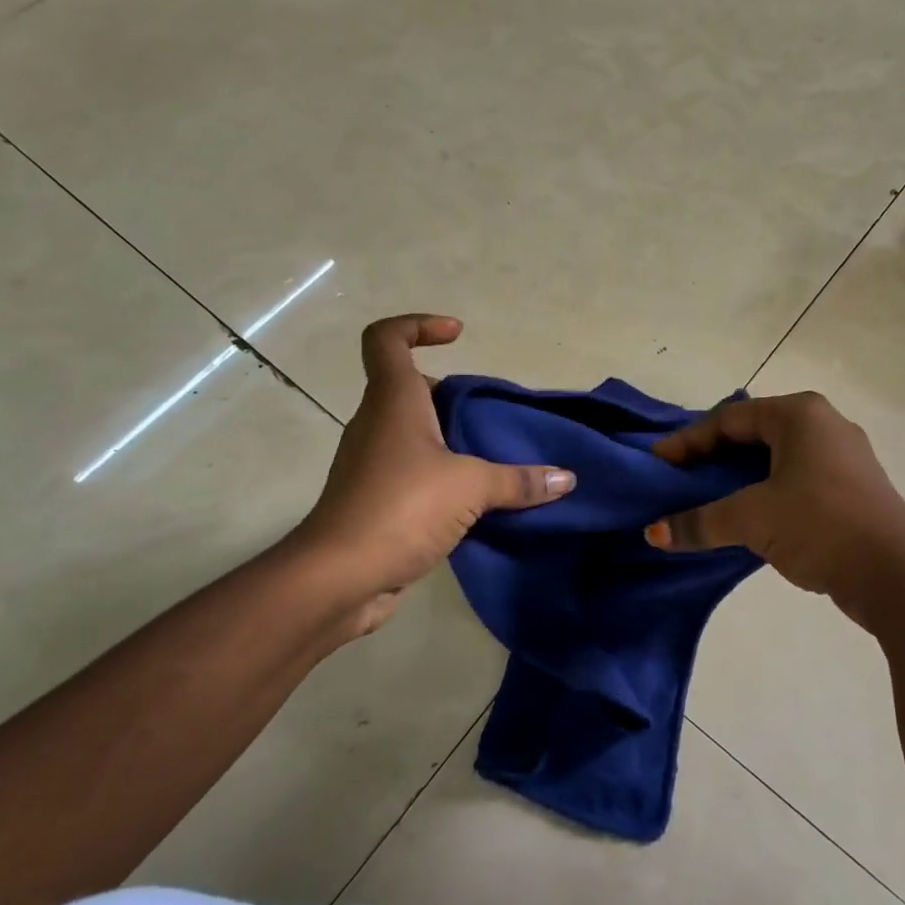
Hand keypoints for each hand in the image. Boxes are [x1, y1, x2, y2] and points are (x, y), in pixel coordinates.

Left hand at [293, 315, 574, 634]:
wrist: (338, 578)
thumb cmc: (400, 508)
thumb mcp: (469, 487)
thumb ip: (518, 480)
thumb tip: (566, 478)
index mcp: (393, 400)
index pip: (387, 338)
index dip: (419, 325)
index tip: (458, 336)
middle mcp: (377, 423)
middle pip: (410, 388)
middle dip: (453, 396)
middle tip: (492, 416)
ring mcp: (372, 462)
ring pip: (414, 433)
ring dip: (451, 439)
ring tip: (495, 458)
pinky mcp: (375, 499)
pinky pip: (414, 472)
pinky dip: (443, 475)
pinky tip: (476, 500)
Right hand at [644, 392, 904, 622]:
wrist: (899, 576)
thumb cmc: (820, 525)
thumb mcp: (752, 519)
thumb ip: (699, 521)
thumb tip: (652, 533)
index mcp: (799, 413)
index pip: (728, 419)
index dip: (687, 442)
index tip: (657, 465)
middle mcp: (823, 424)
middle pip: (751, 434)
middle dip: (711, 457)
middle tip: (678, 480)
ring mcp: (843, 456)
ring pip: (774, 458)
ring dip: (737, 477)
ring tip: (705, 498)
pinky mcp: (852, 488)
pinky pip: (794, 478)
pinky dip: (764, 491)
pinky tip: (746, 515)